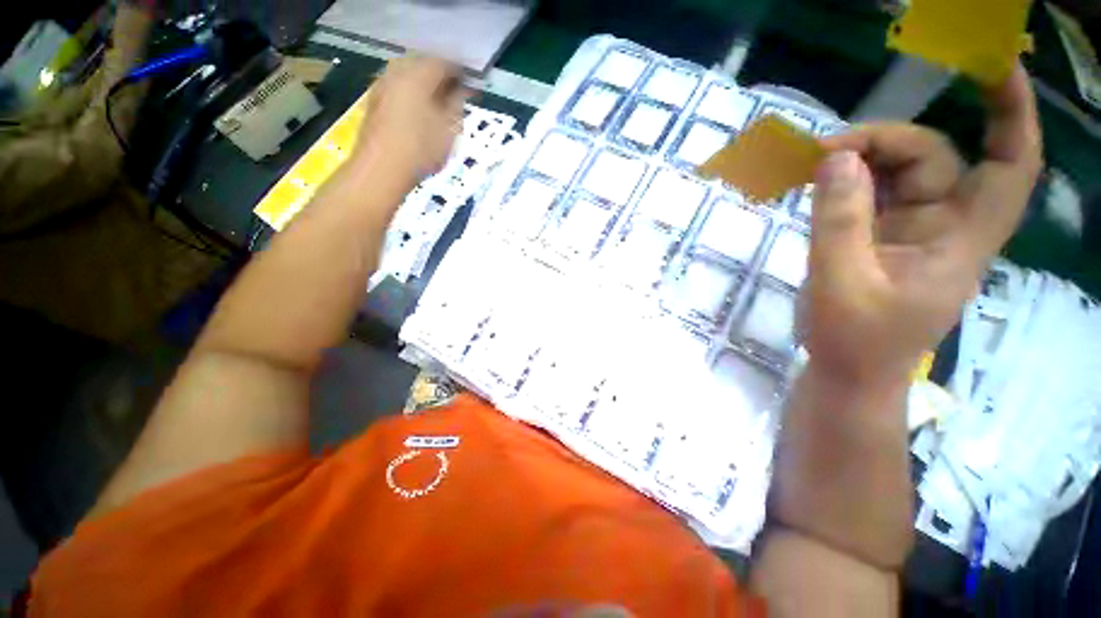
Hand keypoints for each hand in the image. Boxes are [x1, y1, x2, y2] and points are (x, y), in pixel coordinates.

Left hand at [354, 56, 468, 183]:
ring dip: (424, 83)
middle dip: (439, 75)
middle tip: (454, 91)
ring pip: (407, 74)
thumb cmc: (421, 149)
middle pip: (422, 63)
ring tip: (437, 102)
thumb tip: (461, 89)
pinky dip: (410, 92)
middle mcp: (397, 72)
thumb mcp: (449, 129)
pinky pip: (397, 87)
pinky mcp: (374, 100)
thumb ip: (457, 104)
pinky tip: (418, 110)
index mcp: (419, 75)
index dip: (459, 72)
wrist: (382, 168)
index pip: (444, 62)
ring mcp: (382, 85)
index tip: (470, 84)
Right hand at [803, 63, 1042, 384]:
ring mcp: (911, 231)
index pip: (1010, 167)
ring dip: (860, 161)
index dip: (1011, 114)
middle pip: (933, 159)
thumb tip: (835, 159)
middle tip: (826, 150)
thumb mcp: (840, 282)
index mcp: (959, 241)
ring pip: (898, 174)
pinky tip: (819, 183)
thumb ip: (838, 221)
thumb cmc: (853, 341)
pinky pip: (870, 195)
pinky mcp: (880, 238)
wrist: (847, 374)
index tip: (993, 67)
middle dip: (884, 142)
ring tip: (814, 165)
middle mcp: (945, 226)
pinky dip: (846, 183)